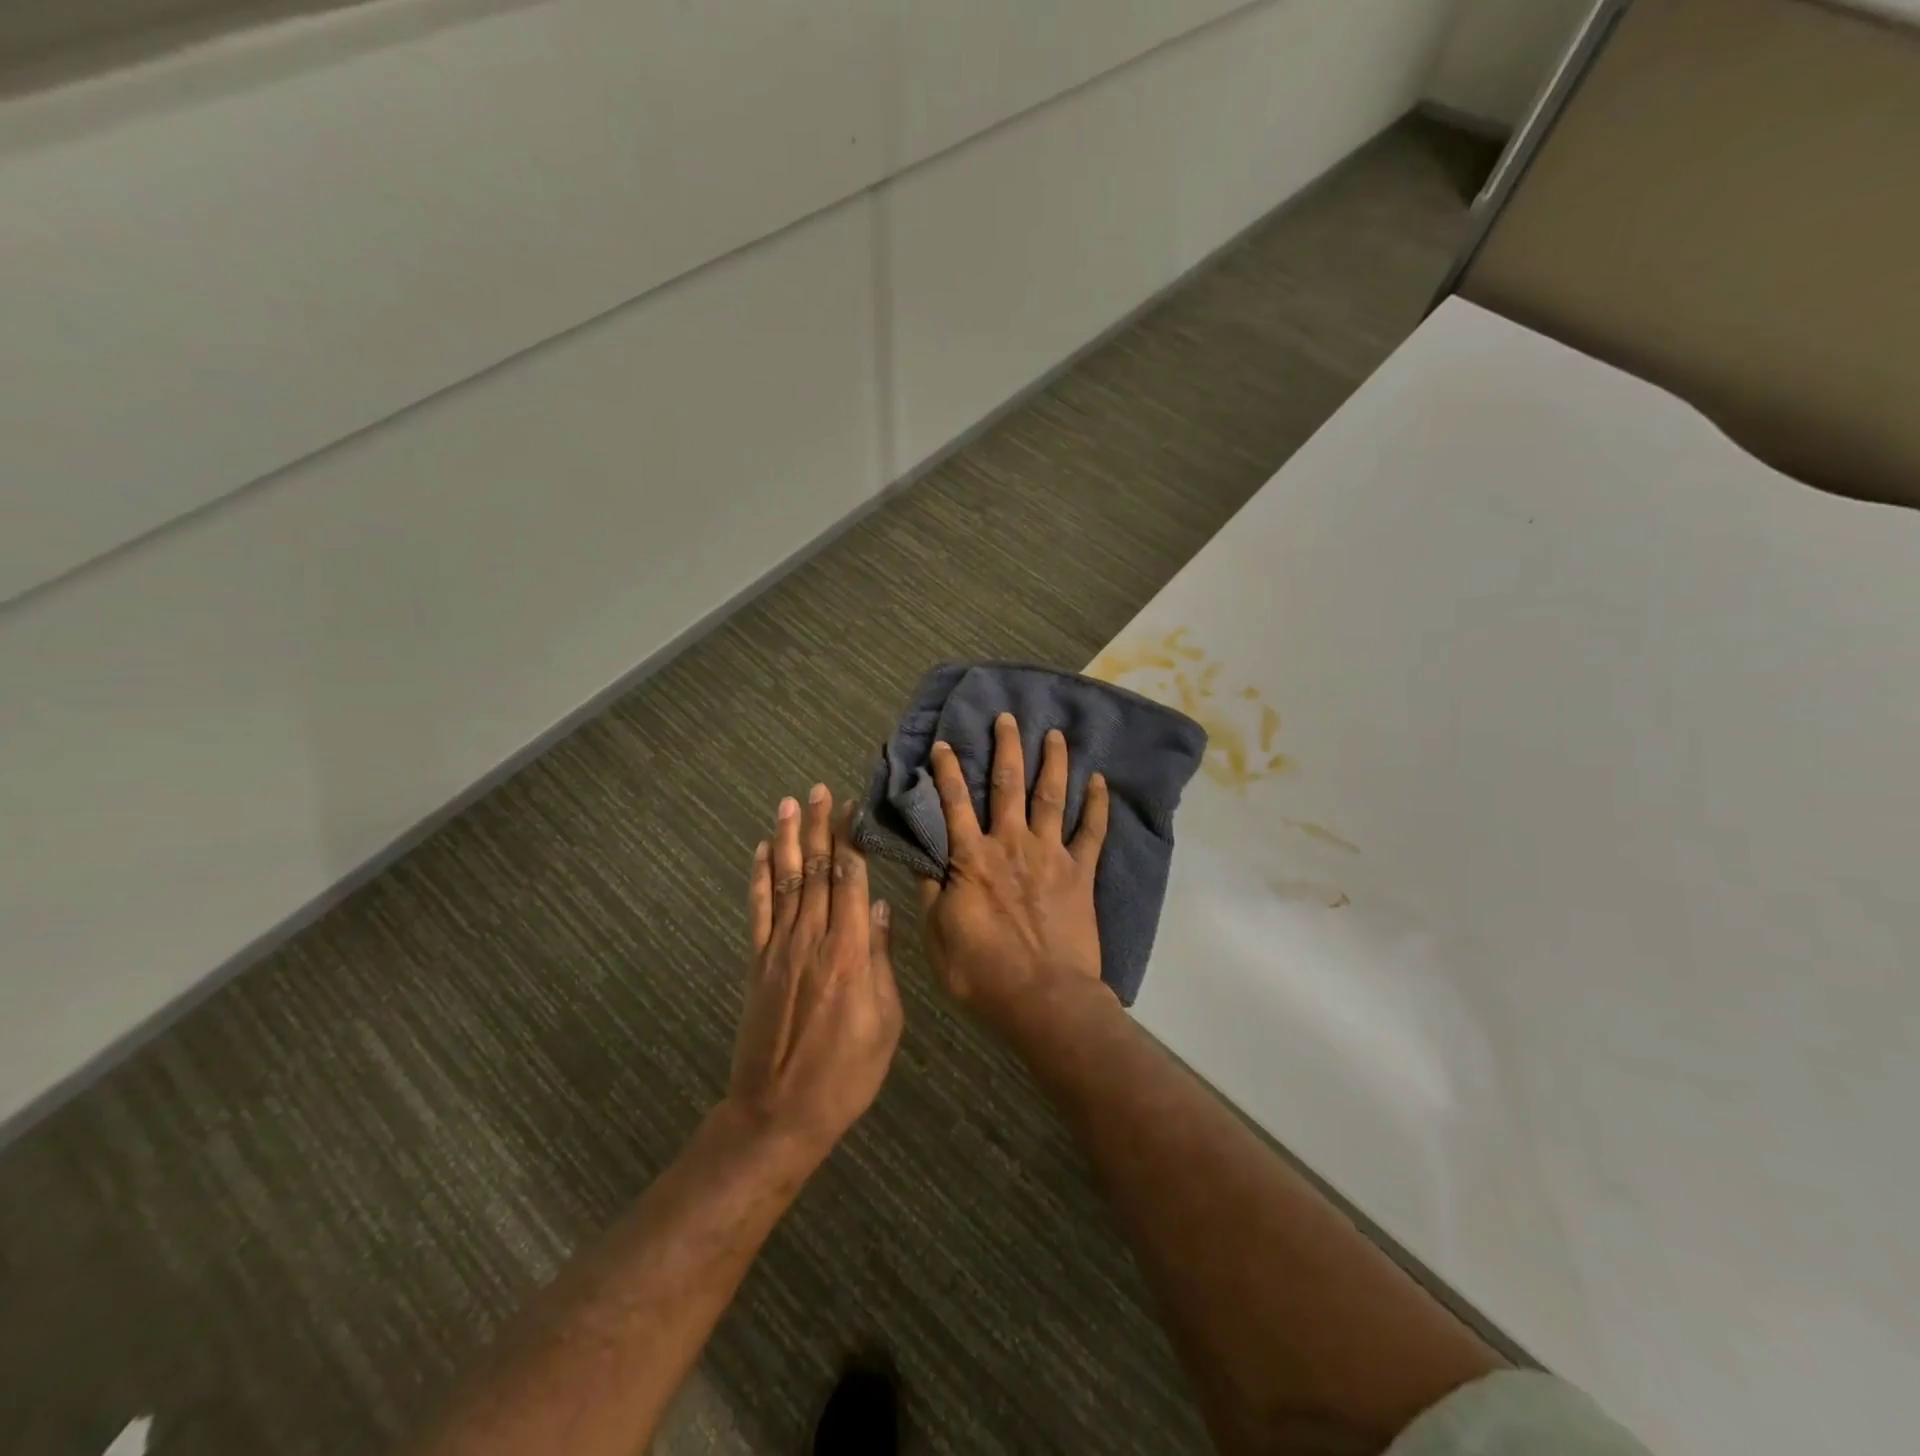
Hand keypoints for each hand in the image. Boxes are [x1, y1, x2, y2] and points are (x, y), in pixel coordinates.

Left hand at [731, 785, 902, 1160]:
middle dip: (819, 827)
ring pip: (785, 881)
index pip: (850, 880)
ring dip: (786, 840)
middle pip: (816, 870)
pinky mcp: (757, 963)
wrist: (780, 1113)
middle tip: (820, 790)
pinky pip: (757, 911)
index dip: (850, 840)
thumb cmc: (847, 1073)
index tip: (852, 808)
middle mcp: (813, 939)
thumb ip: (881, 961)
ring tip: (789, 803)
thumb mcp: (886, 1021)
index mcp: (850, 952)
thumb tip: (882, 909)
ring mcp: (779, 949)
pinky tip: (759, 852)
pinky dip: (758, 878)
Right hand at [916, 713, 1111, 1035]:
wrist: (1044, 999)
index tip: (945, 744)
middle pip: (1007, 786)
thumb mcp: (938, 935)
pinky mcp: (1081, 873)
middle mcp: (1011, 845)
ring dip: (1053, 763)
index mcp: (972, 859)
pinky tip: (1101, 781)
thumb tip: (922, 857)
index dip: (947, 772)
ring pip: (1052, 797)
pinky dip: (1098, 805)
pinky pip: (1093, 832)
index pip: (954, 804)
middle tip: (1008, 718)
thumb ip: (931, 892)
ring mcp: (1051, 855)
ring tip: (1055, 734)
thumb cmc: (983, 973)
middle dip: (1006, 748)